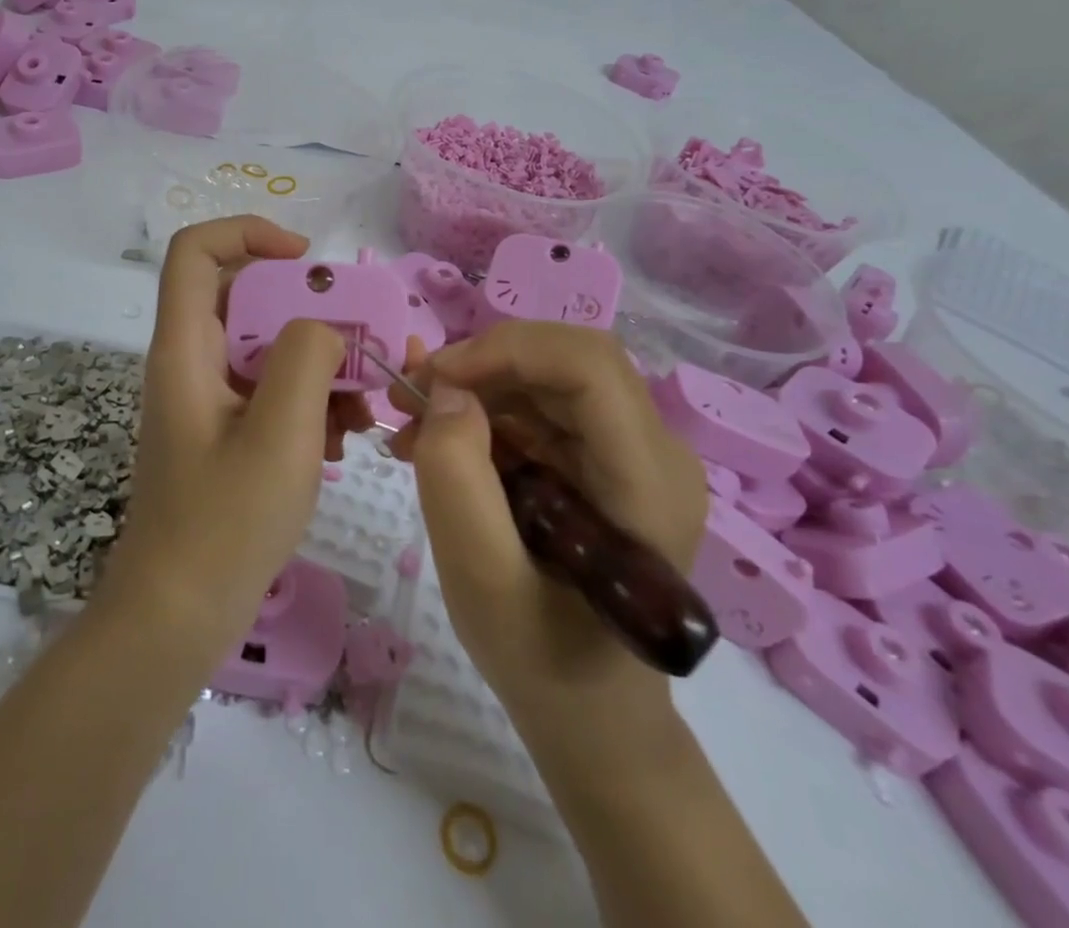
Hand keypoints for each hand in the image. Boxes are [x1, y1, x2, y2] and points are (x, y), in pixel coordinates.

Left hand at [100, 217, 372, 656]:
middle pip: (249, 298)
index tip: (309, 262)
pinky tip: (344, 443)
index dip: (250, 234)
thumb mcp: (279, 434)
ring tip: (365, 409)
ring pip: (269, 348)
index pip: (198, 250)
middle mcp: (192, 362)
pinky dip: (312, 403)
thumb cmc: (224, 525)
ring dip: (322, 366)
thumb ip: (306, 358)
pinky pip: (272, 392)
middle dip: (313, 313)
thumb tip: (323, 325)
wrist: (177, 619)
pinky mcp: (227, 433)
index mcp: (186, 348)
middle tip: (365, 344)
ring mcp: (210, 400)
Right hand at [389, 322, 707, 753]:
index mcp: (648, 482)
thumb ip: (456, 480)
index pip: (589, 366)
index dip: (508, 351)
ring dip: (477, 385)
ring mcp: (634, 451)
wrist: (593, 716)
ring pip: (549, 376)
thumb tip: (448, 393)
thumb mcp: (481, 581)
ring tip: (412, 423)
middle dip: (483, 364)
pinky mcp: (607, 458)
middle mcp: (656, 450)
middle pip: (567, 361)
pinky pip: (543, 406)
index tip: (434, 378)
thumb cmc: (543, 662)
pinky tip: (441, 441)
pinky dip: (486, 410)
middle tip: (412, 394)